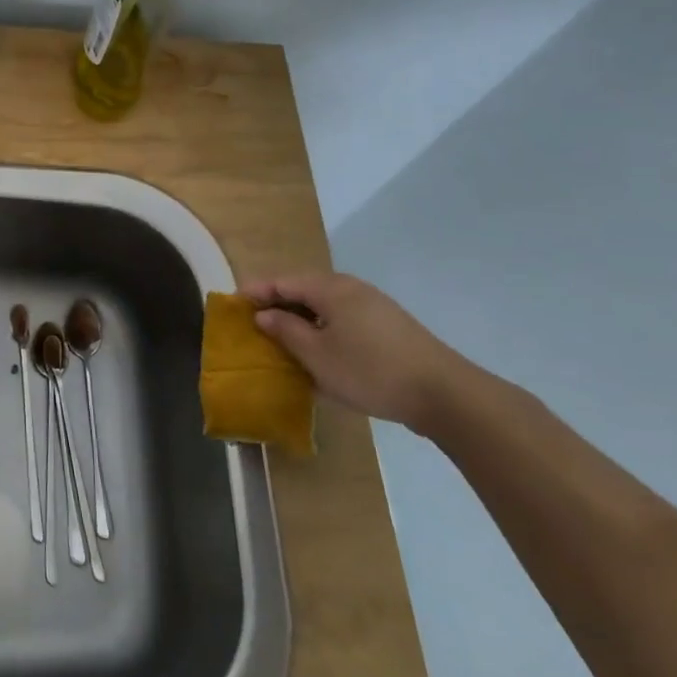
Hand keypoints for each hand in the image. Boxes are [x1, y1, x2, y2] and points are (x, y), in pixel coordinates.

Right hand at [240, 272, 473, 431]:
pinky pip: (342, 318)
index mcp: (330, 289)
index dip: (255, 292)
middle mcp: (351, 288)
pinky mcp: (388, 326)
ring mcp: (373, 306)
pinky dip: (322, 328)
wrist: (444, 394)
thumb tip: (264, 315)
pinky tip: (318, 351)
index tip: (232, 305)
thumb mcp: (317, 355)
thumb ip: (285, 331)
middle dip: (277, 304)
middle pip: (303, 289)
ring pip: (324, 305)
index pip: (282, 282)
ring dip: (300, 319)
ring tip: (281, 340)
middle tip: (253, 324)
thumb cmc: (370, 371)